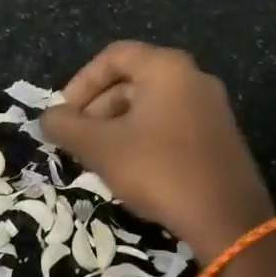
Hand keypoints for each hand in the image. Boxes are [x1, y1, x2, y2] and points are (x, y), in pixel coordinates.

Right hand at [41, 41, 273, 258]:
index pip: (113, 56)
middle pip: (132, 79)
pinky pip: (171, 123)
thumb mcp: (100, 148)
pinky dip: (143, 136)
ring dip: (117, 124)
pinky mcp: (219, 136)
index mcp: (166, 68)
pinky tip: (131, 168)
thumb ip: (66, 126)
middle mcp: (193, 77)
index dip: (81, 82)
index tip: (64, 114)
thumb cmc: (159, 170)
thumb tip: (47, 118)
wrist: (228, 220)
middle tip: (77, 139)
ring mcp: (211, 107)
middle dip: (97, 107)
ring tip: (98, 157)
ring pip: (150, 104)